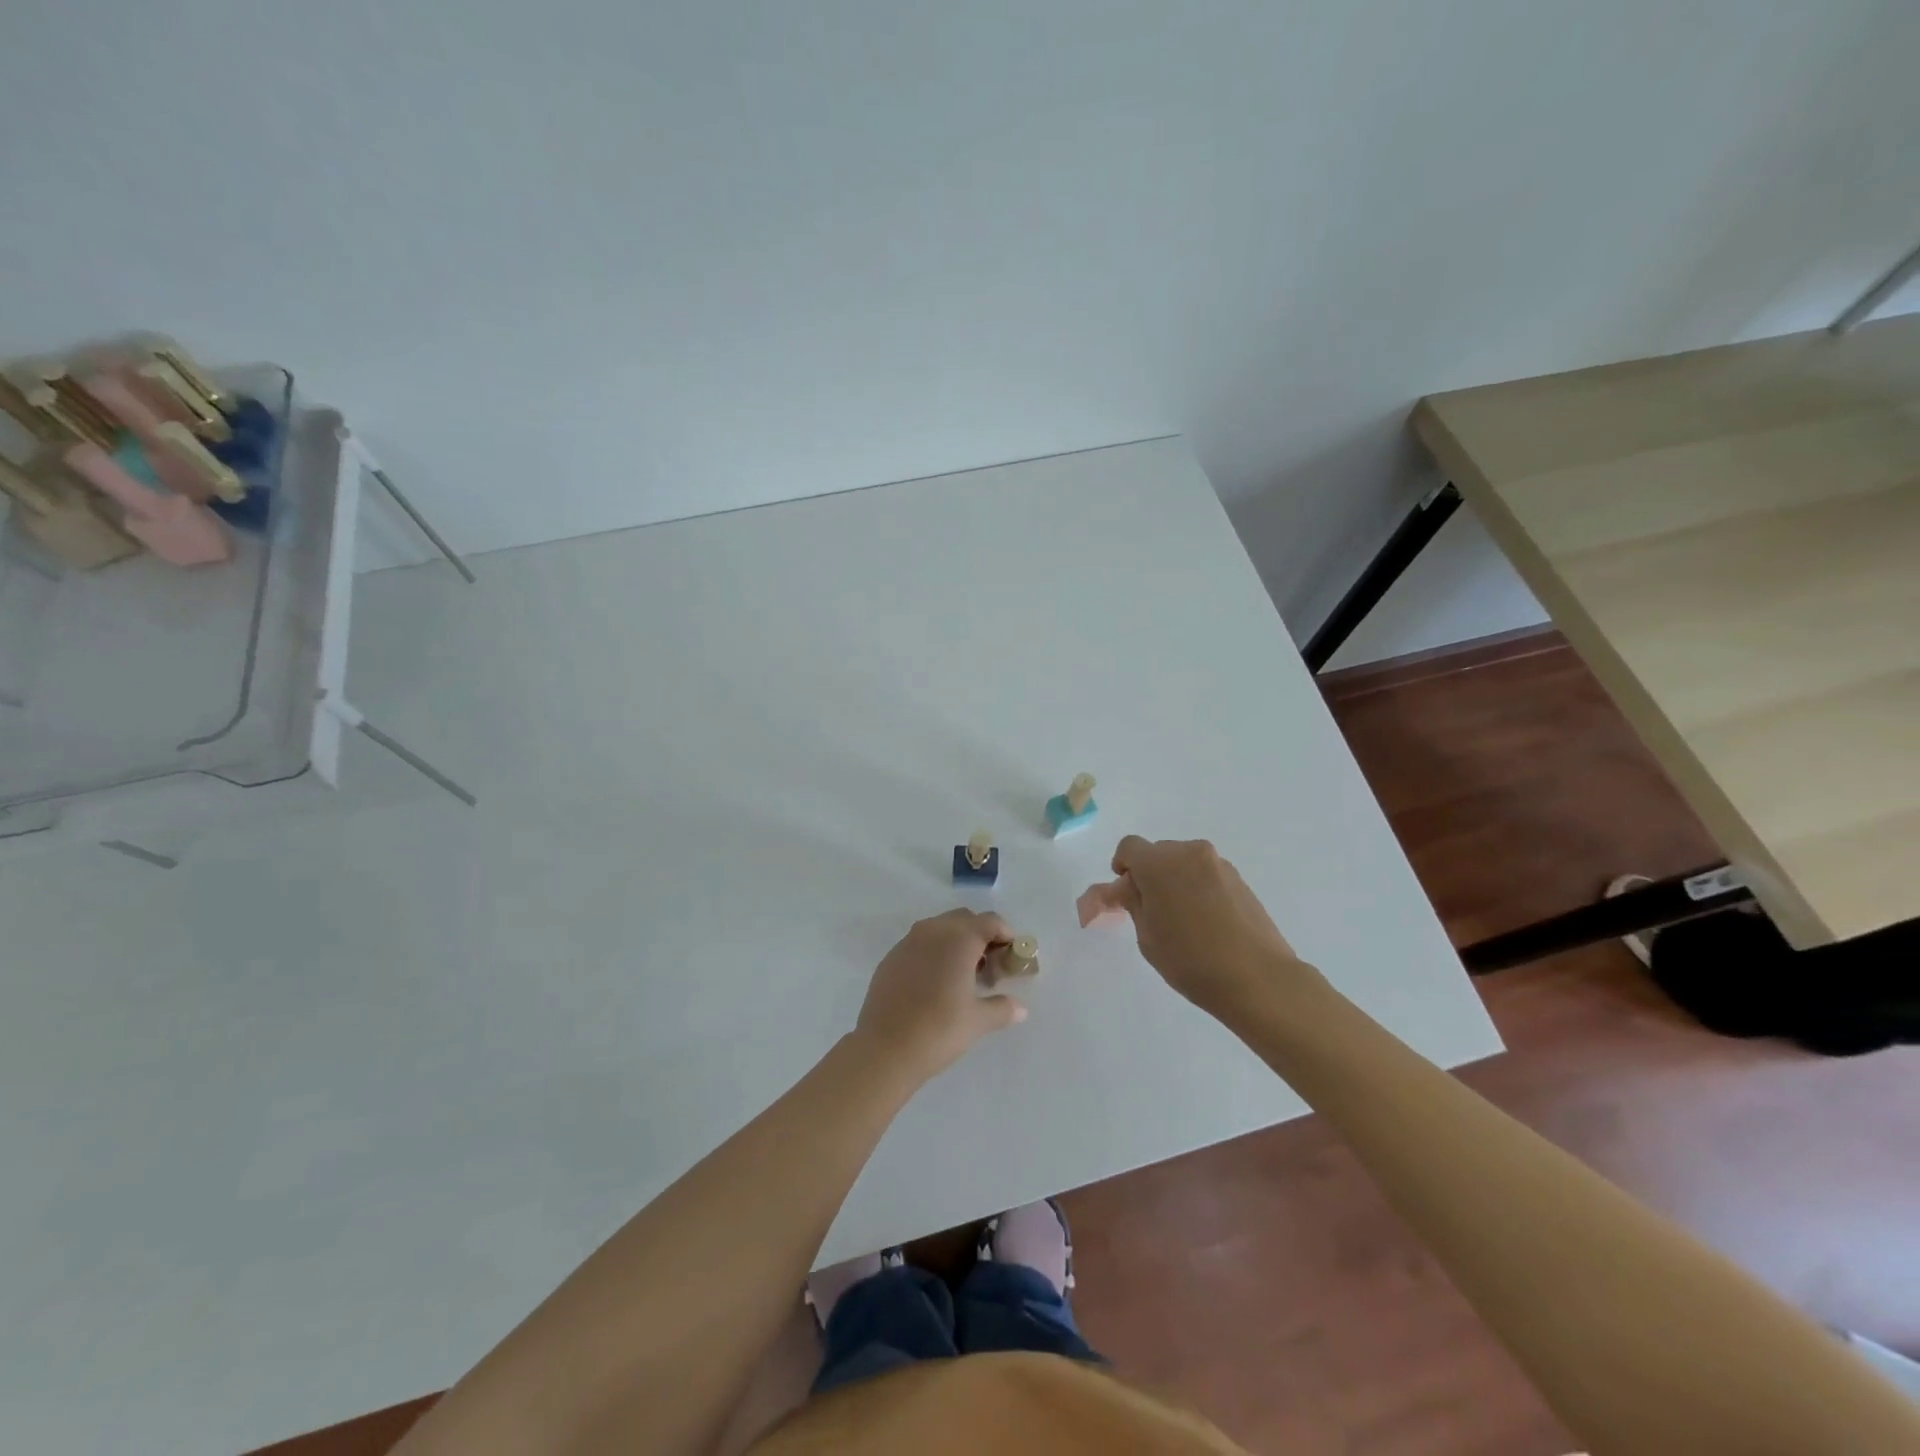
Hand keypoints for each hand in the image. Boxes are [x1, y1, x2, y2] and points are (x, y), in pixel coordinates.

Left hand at [854, 909, 1027, 1082]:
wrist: (885, 1048)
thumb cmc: (939, 1029)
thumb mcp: (978, 1021)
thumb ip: (1002, 1008)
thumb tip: (1020, 1009)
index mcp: (959, 938)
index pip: (991, 922)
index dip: (1006, 936)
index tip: (1011, 960)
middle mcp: (933, 930)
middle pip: (965, 920)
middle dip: (981, 937)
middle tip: (989, 969)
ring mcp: (908, 942)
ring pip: (940, 929)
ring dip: (956, 943)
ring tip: (963, 977)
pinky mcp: (891, 957)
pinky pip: (919, 944)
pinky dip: (933, 953)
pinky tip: (935, 984)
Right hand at [1096, 836, 1320, 1021]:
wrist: (1257, 979)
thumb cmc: (1190, 960)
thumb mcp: (1147, 936)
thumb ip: (1133, 903)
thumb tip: (1129, 887)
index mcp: (1159, 864)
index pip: (1129, 848)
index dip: (1122, 867)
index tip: (1126, 894)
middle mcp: (1189, 853)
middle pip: (1158, 853)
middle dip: (1149, 875)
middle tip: (1152, 911)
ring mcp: (1218, 864)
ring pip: (1184, 863)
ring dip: (1175, 881)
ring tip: (1183, 920)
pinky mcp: (1240, 879)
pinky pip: (1206, 875)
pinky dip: (1198, 888)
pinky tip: (1206, 922)